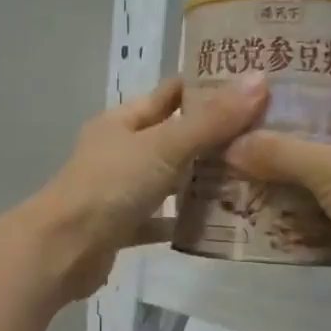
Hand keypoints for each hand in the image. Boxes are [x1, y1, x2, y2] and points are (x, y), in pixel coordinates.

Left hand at [26, 74, 269, 301]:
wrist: (63, 250)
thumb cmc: (109, 186)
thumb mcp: (163, 146)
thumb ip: (211, 120)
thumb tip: (260, 80)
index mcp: (123, 121)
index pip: (170, 94)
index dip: (207, 87)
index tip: (253, 86)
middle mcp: (120, 151)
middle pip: (173, 137)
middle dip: (214, 136)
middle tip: (267, 135)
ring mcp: (120, 190)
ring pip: (169, 179)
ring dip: (202, 179)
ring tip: (254, 176)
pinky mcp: (123, 227)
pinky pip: (161, 219)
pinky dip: (185, 220)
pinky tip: (220, 223)